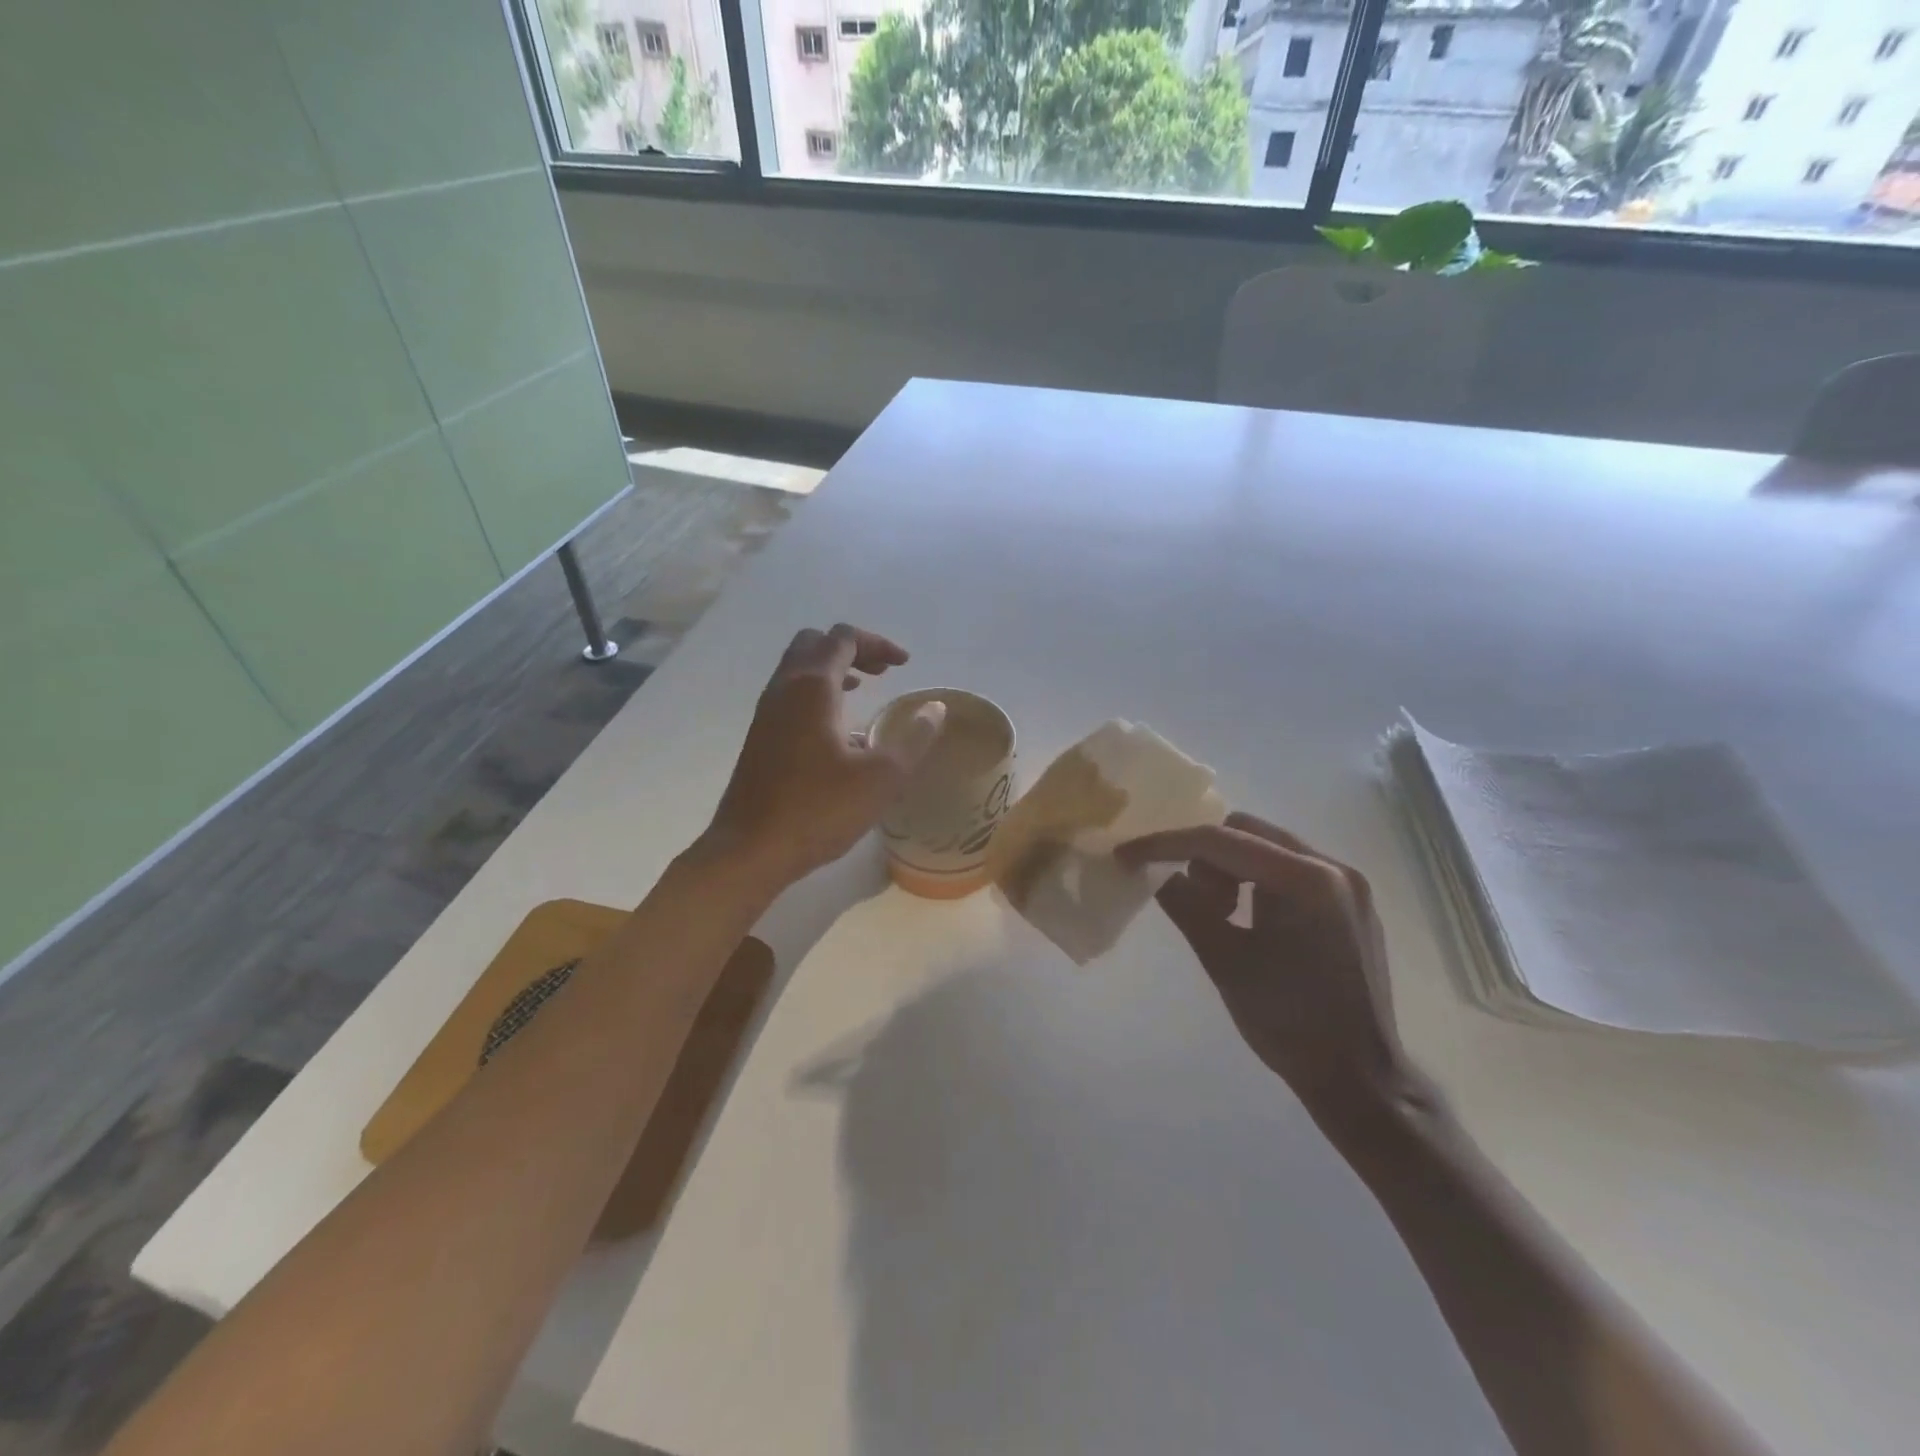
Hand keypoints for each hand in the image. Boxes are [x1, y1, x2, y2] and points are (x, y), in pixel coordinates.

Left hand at [701, 625, 944, 889]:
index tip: (905, 665)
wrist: (750, 849)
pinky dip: (816, 692)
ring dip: (832, 669)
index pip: (844, 638)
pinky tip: (836, 728)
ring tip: (863, 689)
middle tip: (881, 672)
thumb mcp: (881, 778)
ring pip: (798, 668)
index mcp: (812, 687)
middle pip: (815, 643)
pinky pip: (789, 694)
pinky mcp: (759, 737)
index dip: (878, 644)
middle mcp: (784, 689)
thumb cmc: (818, 810)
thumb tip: (935, 709)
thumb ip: (913, 739)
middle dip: (851, 649)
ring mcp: (766, 712)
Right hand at [1119, 813, 1422, 1121]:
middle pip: (1246, 831)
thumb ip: (1184, 905)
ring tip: (1221, 914)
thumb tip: (1152, 871)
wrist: (1359, 1078)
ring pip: (1266, 846)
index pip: (1221, 841)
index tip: (1127, 854)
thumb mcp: (1224, 961)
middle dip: (1203, 855)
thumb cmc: (1288, 1023)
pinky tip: (1248, 919)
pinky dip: (1256, 881)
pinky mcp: (1349, 900)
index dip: (1166, 844)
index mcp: (1306, 880)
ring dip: (1230, 867)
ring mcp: (1347, 882)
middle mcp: (1333, 866)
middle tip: (1187, 896)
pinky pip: (1288, 868)